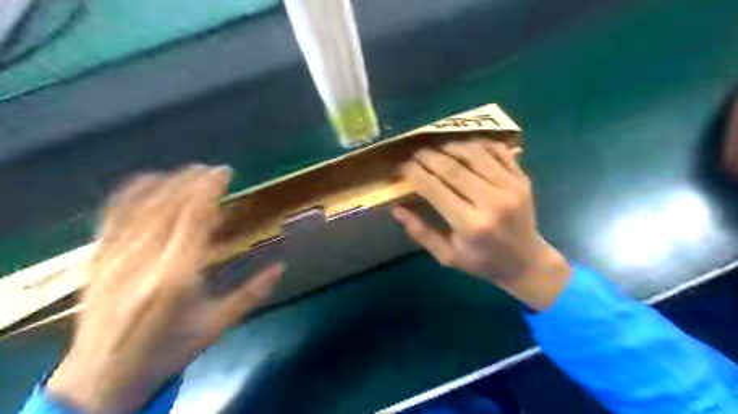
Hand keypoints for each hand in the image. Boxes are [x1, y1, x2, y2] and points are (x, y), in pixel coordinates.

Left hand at [48, 165, 282, 413]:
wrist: (101, 378)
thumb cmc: (168, 350)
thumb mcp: (218, 325)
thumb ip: (252, 293)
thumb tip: (281, 266)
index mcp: (177, 276)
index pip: (194, 217)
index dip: (209, 189)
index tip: (225, 172)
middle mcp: (144, 261)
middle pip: (168, 205)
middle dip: (191, 180)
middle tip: (213, 170)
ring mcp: (115, 258)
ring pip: (140, 206)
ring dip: (167, 183)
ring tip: (188, 171)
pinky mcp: (97, 259)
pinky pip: (111, 215)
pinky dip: (131, 193)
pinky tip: (146, 180)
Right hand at [391, 141, 569, 308]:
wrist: (527, 262)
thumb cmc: (482, 262)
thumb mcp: (447, 256)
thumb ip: (421, 232)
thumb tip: (396, 209)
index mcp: (470, 224)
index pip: (434, 189)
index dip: (414, 173)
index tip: (401, 166)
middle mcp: (492, 201)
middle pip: (452, 167)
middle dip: (428, 156)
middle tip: (414, 153)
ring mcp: (511, 186)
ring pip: (474, 154)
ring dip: (450, 146)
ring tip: (435, 147)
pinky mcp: (522, 179)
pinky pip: (497, 151)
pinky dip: (478, 144)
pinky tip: (463, 146)